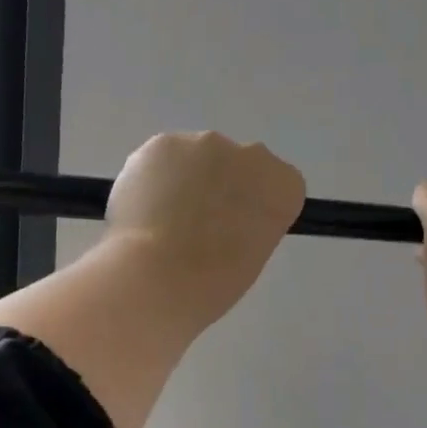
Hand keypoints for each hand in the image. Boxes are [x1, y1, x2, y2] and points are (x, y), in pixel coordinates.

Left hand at [106, 132, 306, 328]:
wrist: (156, 276)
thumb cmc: (211, 284)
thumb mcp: (251, 259)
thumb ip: (248, 228)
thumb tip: (225, 220)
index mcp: (283, 187)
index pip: (278, 186)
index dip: (254, 208)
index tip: (236, 232)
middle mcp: (251, 155)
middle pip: (237, 166)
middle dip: (220, 188)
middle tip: (196, 228)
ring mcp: (204, 143)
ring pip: (197, 159)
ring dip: (185, 182)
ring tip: (162, 222)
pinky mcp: (162, 143)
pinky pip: (162, 159)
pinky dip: (154, 180)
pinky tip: (143, 209)